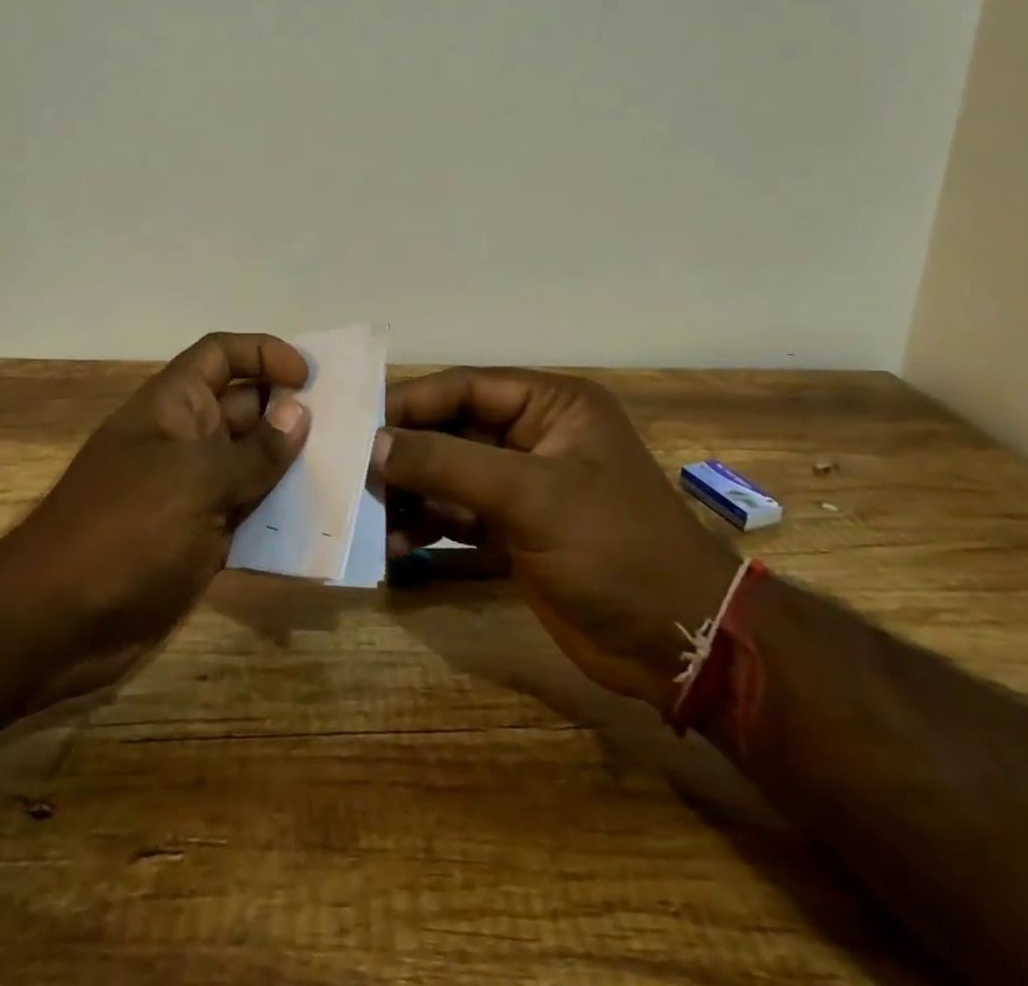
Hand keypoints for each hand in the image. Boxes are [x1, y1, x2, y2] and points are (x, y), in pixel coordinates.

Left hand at [0, 332, 310, 702]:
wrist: (55, 624)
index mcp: (174, 407)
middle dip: (292, 413)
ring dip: (293, 466)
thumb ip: (254, 450)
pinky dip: (280, 514)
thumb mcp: (195, 481)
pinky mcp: (200, 538)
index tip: (308, 378)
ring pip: (253, 463)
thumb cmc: (124, 531)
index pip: (220, 355)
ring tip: (346, 471)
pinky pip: (249, 512)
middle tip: (347, 428)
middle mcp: (185, 440)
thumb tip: (299, 414)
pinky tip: (319, 523)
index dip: (263, 353)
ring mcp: (193, 491)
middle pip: (246, 408)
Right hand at [376, 368, 736, 709]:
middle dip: (406, 454)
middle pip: (453, 431)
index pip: (467, 387)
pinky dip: (429, 527)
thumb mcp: (530, 496)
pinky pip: (459, 516)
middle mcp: (535, 436)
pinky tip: (396, 546)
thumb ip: (448, 464)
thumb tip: (374, 445)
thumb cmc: (612, 547)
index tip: (357, 423)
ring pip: (450, 476)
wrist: (675, 641)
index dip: (412, 402)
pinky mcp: (516, 531)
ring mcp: (524, 486)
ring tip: (369, 516)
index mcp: (552, 405)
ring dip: (412, 495)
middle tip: (352, 473)